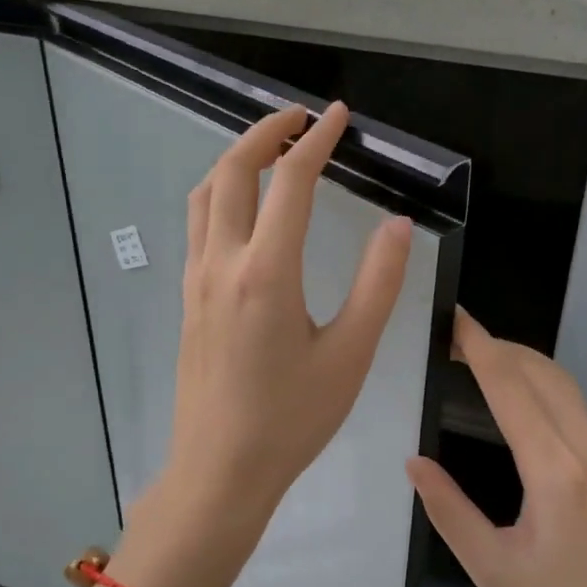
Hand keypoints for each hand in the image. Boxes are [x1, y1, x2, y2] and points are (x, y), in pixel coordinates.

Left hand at [115, 102, 412, 586]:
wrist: (221, 470)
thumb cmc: (292, 419)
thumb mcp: (351, 355)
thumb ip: (378, 284)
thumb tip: (398, 224)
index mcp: (267, 272)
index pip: (291, 182)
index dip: (318, 141)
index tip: (339, 116)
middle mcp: (223, 263)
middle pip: (233, 172)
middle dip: (265, 132)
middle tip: (300, 118)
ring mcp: (197, 280)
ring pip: (206, 195)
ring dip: (235, 159)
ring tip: (269, 149)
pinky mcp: (188, 299)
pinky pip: (198, 225)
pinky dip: (221, 193)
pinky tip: (245, 208)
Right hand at [407, 309, 586, 586]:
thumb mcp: (492, 569)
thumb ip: (449, 510)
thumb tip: (415, 462)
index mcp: (554, 471)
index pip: (512, 389)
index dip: (480, 349)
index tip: (454, 318)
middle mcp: (585, 448)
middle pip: (540, 373)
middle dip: (497, 345)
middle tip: (453, 336)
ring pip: (561, 382)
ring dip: (520, 358)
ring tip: (478, 353)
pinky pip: (571, 402)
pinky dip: (537, 379)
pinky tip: (515, 389)